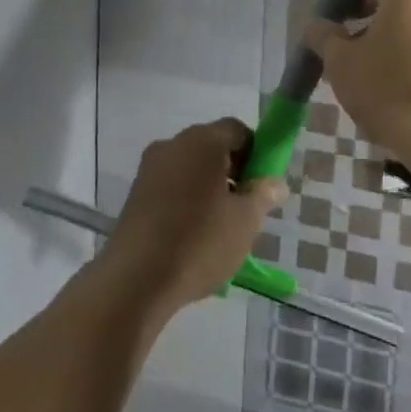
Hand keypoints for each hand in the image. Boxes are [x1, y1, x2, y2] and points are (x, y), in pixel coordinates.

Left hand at [103, 119, 287, 314]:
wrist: (135, 281)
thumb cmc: (199, 242)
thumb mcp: (245, 221)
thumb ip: (264, 195)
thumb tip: (275, 183)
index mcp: (203, 141)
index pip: (238, 130)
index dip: (256, 153)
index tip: (261, 184)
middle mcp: (173, 144)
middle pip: (212, 146)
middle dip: (233, 171)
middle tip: (244, 207)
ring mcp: (149, 168)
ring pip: (191, 167)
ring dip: (209, 187)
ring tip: (219, 226)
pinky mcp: (135, 193)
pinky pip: (171, 185)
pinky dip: (186, 199)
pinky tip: (192, 234)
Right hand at [304, 0, 410, 156]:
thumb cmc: (385, 88)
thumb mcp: (340, 63)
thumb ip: (324, 38)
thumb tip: (316, 25)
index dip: (354, 6)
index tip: (338, 31)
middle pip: (398, 16)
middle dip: (374, 35)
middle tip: (351, 63)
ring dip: (395, 57)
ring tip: (374, 90)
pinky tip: (402, 105)